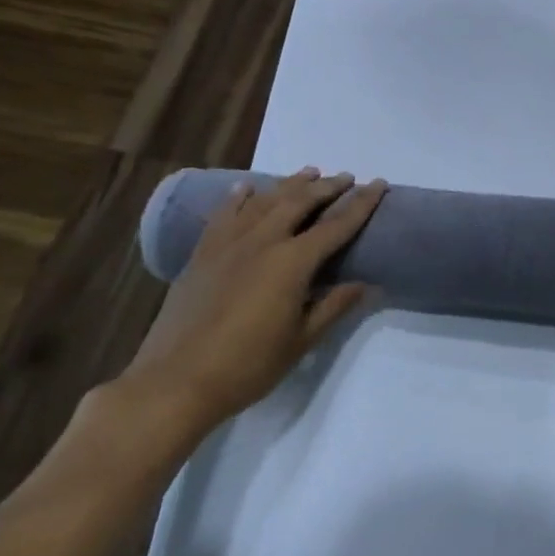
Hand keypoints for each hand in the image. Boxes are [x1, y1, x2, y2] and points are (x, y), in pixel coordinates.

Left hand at [109, 168, 386, 455]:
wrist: (174, 383)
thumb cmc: (249, 365)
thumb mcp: (302, 339)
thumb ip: (334, 306)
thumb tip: (366, 285)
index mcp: (291, 263)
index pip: (337, 225)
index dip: (362, 204)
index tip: (379, 184)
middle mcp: (261, 243)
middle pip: (299, 203)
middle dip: (327, 187)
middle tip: (347, 177)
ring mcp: (227, 247)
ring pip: (263, 203)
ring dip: (289, 185)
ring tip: (309, 172)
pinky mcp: (201, 257)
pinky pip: (223, 216)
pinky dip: (238, 198)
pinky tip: (246, 188)